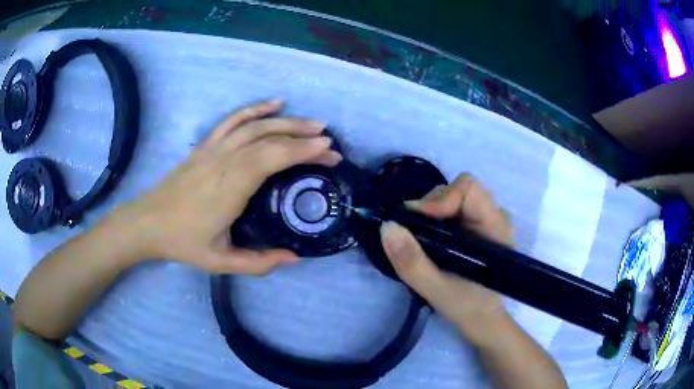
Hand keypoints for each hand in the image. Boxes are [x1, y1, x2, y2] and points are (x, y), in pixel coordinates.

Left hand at [118, 100, 341, 274]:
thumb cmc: (183, 242)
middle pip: (269, 139)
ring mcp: (213, 149)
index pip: (272, 159)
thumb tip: (295, 258)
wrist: (147, 223)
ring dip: (287, 121)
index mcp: (230, 187)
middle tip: (330, 144)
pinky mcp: (205, 145)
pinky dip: (255, 109)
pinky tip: (275, 103)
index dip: (302, 151)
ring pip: (255, 126)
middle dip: (304, 138)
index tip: (328, 151)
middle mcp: (224, 161)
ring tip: (313, 123)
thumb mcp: (221, 262)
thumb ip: (259, 263)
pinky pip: (233, 120)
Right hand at [380, 174, 513, 344]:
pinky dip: (434, 219)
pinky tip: (431, 240)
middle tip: (412, 235)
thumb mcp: (436, 290)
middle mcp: (494, 215)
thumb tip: (387, 226)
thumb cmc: (468, 307)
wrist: (483, 319)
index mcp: (495, 227)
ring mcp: (487, 218)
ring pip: (453, 196)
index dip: (439, 200)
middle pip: (458, 189)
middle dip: (430, 207)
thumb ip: (411, 261)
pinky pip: (452, 208)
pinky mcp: (478, 224)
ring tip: (421, 240)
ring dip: (430, 213)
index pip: (468, 189)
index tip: (415, 224)